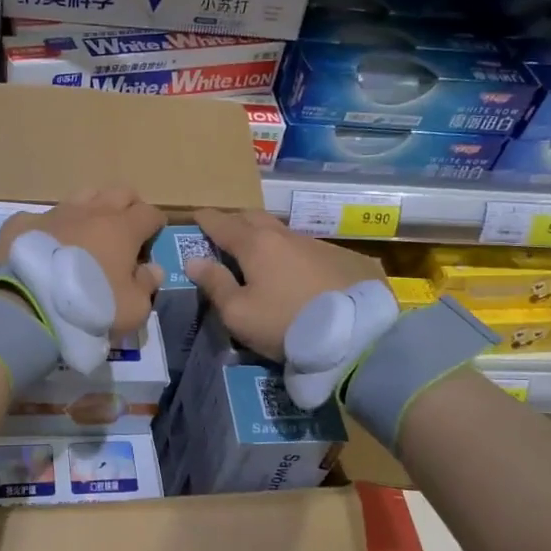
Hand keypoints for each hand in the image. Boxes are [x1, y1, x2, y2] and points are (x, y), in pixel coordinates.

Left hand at [0, 187, 167, 336]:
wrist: (27, 306)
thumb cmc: (90, 307)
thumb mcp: (132, 309)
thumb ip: (146, 285)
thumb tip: (152, 269)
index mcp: (123, 228)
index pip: (149, 213)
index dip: (155, 225)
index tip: (153, 239)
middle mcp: (91, 212)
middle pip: (119, 192)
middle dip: (128, 207)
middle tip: (125, 231)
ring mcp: (54, 213)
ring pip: (82, 196)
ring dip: (91, 209)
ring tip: (87, 234)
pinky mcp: (22, 223)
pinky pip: (41, 217)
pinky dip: (49, 228)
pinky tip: (45, 245)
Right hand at [188, 209, 384, 359]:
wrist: (356, 334)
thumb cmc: (285, 323)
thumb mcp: (239, 313)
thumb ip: (215, 284)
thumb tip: (194, 260)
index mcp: (255, 244)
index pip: (223, 223)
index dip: (206, 219)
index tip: (196, 216)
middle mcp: (286, 236)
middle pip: (255, 218)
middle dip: (236, 221)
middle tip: (226, 233)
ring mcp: (320, 245)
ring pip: (285, 234)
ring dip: (269, 239)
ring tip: (263, 256)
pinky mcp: (346, 259)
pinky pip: (312, 250)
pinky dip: (298, 256)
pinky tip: (301, 274)